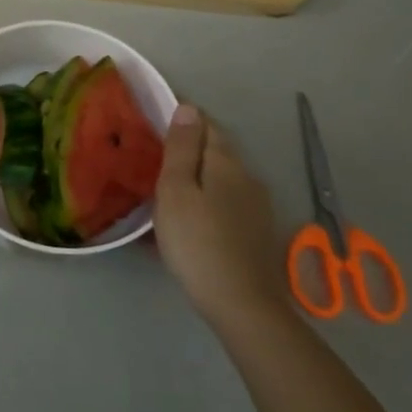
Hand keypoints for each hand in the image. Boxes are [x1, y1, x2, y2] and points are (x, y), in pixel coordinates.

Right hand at [154, 104, 290, 335]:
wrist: (241, 304)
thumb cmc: (197, 241)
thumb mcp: (176, 190)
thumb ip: (181, 148)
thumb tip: (188, 107)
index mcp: (226, 162)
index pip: (205, 124)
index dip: (182, 117)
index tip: (155, 120)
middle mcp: (247, 176)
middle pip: (216, 150)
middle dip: (188, 147)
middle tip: (154, 154)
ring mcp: (257, 206)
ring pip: (221, 178)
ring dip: (196, 176)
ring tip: (166, 187)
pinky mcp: (256, 231)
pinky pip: (226, 202)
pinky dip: (205, 200)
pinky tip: (189, 218)